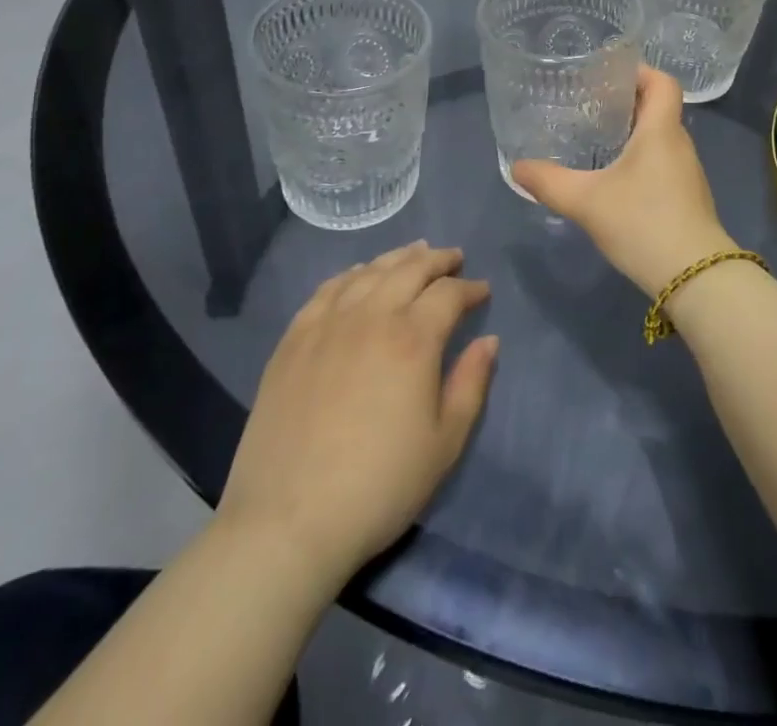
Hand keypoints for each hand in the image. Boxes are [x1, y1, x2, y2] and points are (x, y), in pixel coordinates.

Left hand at [218, 241, 497, 588]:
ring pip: (369, 272)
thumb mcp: (444, 443)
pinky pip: (327, 290)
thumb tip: (489, 340)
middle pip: (410, 269)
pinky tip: (359, 277)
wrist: (287, 522)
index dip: (470, 288)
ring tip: (414, 254)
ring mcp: (327, 324)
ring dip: (397, 258)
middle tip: (454, 259)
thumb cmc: (379, 486)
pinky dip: (351, 274)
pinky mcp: (293, 340)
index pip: (449, 293)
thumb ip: (471, 383)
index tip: (482, 292)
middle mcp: (371, 316)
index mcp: (413, 338)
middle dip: (438, 260)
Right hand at [512, 66, 731, 296]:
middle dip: (626, 101)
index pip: (662, 82)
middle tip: (589, 104)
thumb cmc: (643, 223)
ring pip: (660, 138)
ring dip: (633, 132)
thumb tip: (517, 167)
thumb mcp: (586, 202)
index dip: (639, 70)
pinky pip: (663, 163)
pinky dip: (641, 159)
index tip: (608, 72)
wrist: (695, 278)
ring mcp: (687, 173)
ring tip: (597, 138)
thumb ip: (549, 182)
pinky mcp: (687, 198)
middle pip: (658, 108)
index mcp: (661, 130)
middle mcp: (679, 144)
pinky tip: (615, 179)